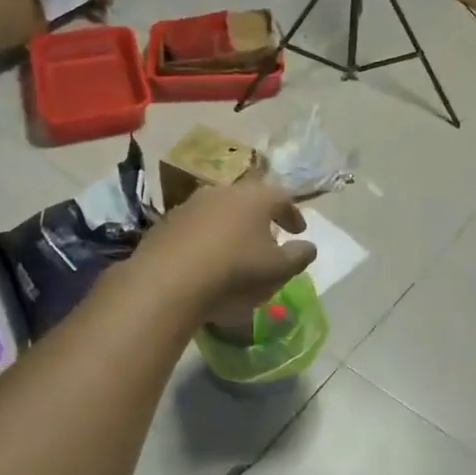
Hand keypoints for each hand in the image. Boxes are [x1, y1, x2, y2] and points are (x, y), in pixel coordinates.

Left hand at [137, 180, 317, 323]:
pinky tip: (205, 259)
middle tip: (268, 235)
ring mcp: (190, 204)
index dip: (293, 214)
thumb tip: (309, 246)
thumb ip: (299, 256)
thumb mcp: (278, 271)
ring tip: (235, 249)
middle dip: (261, 217)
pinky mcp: (166, 223)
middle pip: (248, 199)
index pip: (282, 197)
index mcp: (255, 198)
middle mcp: (223, 192)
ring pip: (219, 210)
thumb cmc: (234, 272)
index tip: (299, 231)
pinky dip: (205, 238)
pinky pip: (195, 226)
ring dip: (231, 226)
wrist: (168, 282)